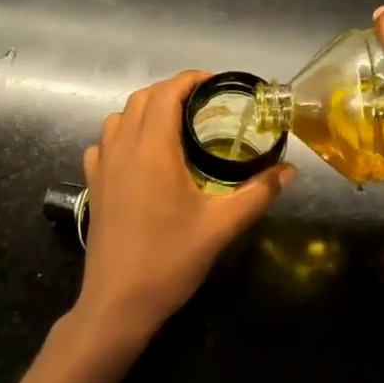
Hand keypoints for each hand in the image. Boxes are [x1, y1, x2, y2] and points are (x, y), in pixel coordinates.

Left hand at [73, 71, 292, 348]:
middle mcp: (123, 148)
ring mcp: (102, 167)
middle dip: (171, 92)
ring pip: (119, 118)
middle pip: (141, 99)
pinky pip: (103, 144)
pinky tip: (140, 156)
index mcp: (153, 149)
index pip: (166, 93)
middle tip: (202, 104)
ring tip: (174, 126)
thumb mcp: (222, 226)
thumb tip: (290, 171)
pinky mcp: (93, 186)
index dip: (190, 80)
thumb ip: (258, 193)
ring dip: (145, 110)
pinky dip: (122, 135)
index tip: (215, 84)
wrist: (119, 302)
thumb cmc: (171, 260)